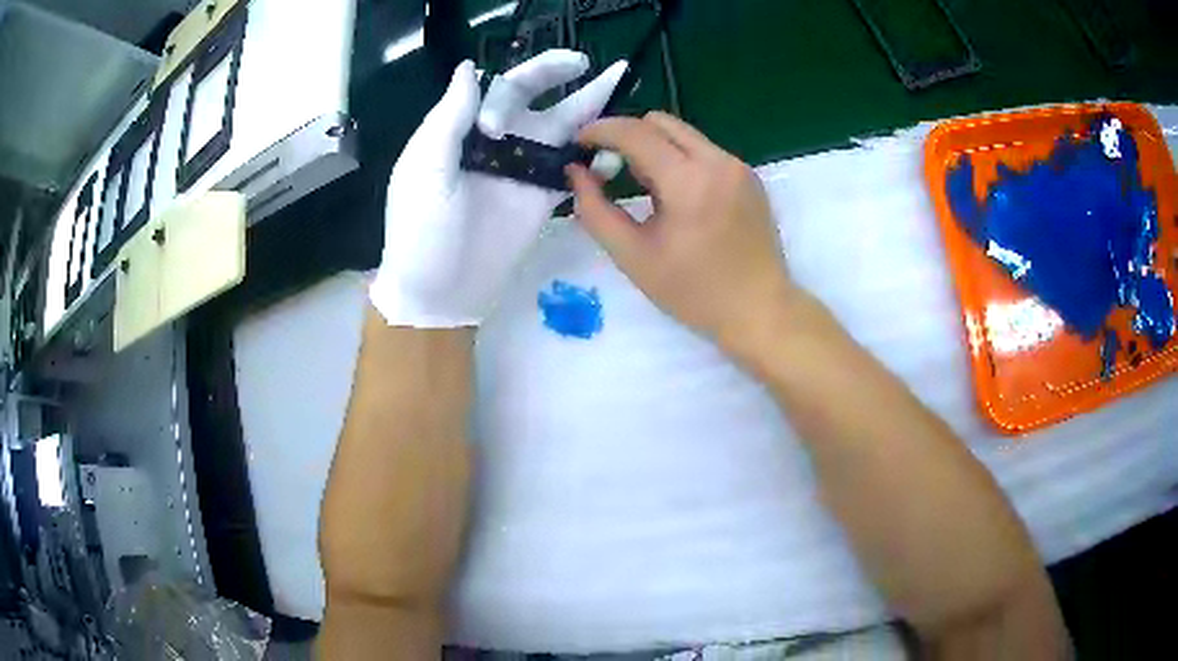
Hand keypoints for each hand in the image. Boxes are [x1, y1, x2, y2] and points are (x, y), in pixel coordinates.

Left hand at [371, 51, 627, 326]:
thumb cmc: (421, 230)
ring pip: (559, 127)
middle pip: (531, 96)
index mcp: (463, 128)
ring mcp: (522, 168)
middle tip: (582, 62)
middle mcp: (496, 140)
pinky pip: (571, 168)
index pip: (495, 90)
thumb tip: (470, 66)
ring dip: (588, 107)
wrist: (439, 293)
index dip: (505, 97)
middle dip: (555, 74)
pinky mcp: (543, 196)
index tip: (493, 130)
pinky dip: (593, 157)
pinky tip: (613, 147)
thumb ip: (450, 116)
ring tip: (618, 81)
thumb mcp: (426, 169)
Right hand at [568, 113, 805, 358]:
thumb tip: (576, 172)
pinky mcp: (750, 177)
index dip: (600, 131)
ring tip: (646, 190)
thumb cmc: (694, 293)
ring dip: (655, 148)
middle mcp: (718, 161)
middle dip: (628, 136)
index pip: (635, 133)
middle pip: (660, 122)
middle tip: (611, 169)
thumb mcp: (633, 257)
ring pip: (684, 134)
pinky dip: (681, 161)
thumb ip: (595, 210)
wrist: (760, 311)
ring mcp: (738, 167)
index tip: (578, 143)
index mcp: (689, 182)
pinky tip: (679, 198)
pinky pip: (705, 151)